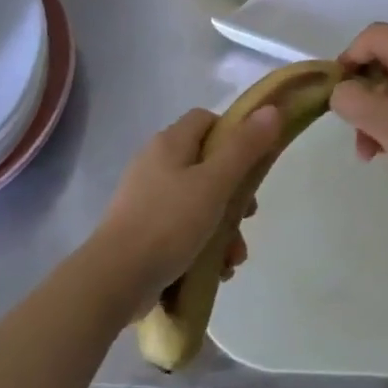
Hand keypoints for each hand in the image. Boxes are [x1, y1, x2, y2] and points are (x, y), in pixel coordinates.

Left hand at [93, 105, 282, 306]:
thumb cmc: (169, 222)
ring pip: (198, 202)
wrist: (116, 277)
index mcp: (169, 143)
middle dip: (234, 194)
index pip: (206, 120)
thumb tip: (271, 110)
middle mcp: (155, 164)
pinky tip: (216, 271)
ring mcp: (147, 198)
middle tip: (248, 216)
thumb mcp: (214, 183)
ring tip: (234, 258)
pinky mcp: (144, 230)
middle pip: (207, 165)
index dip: (233, 134)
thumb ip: (244, 148)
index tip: (253, 162)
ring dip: (223, 228)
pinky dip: (203, 245)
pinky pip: (182, 228)